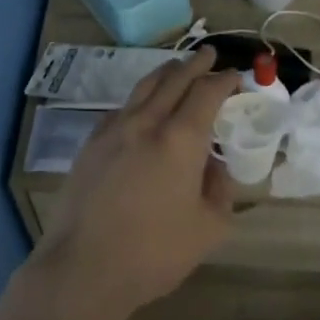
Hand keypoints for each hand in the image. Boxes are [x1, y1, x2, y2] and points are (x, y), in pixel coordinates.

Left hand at [27, 47, 240, 319]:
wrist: (84, 266)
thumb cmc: (153, 252)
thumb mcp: (208, 228)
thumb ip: (219, 189)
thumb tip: (214, 166)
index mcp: (179, 139)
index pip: (206, 93)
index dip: (223, 80)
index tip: (235, 75)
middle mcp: (145, 123)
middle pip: (172, 79)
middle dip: (194, 64)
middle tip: (208, 53)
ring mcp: (112, 130)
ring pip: (142, 88)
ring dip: (164, 73)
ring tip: (176, 67)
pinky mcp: (90, 144)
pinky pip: (120, 109)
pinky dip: (138, 98)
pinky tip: (141, 107)